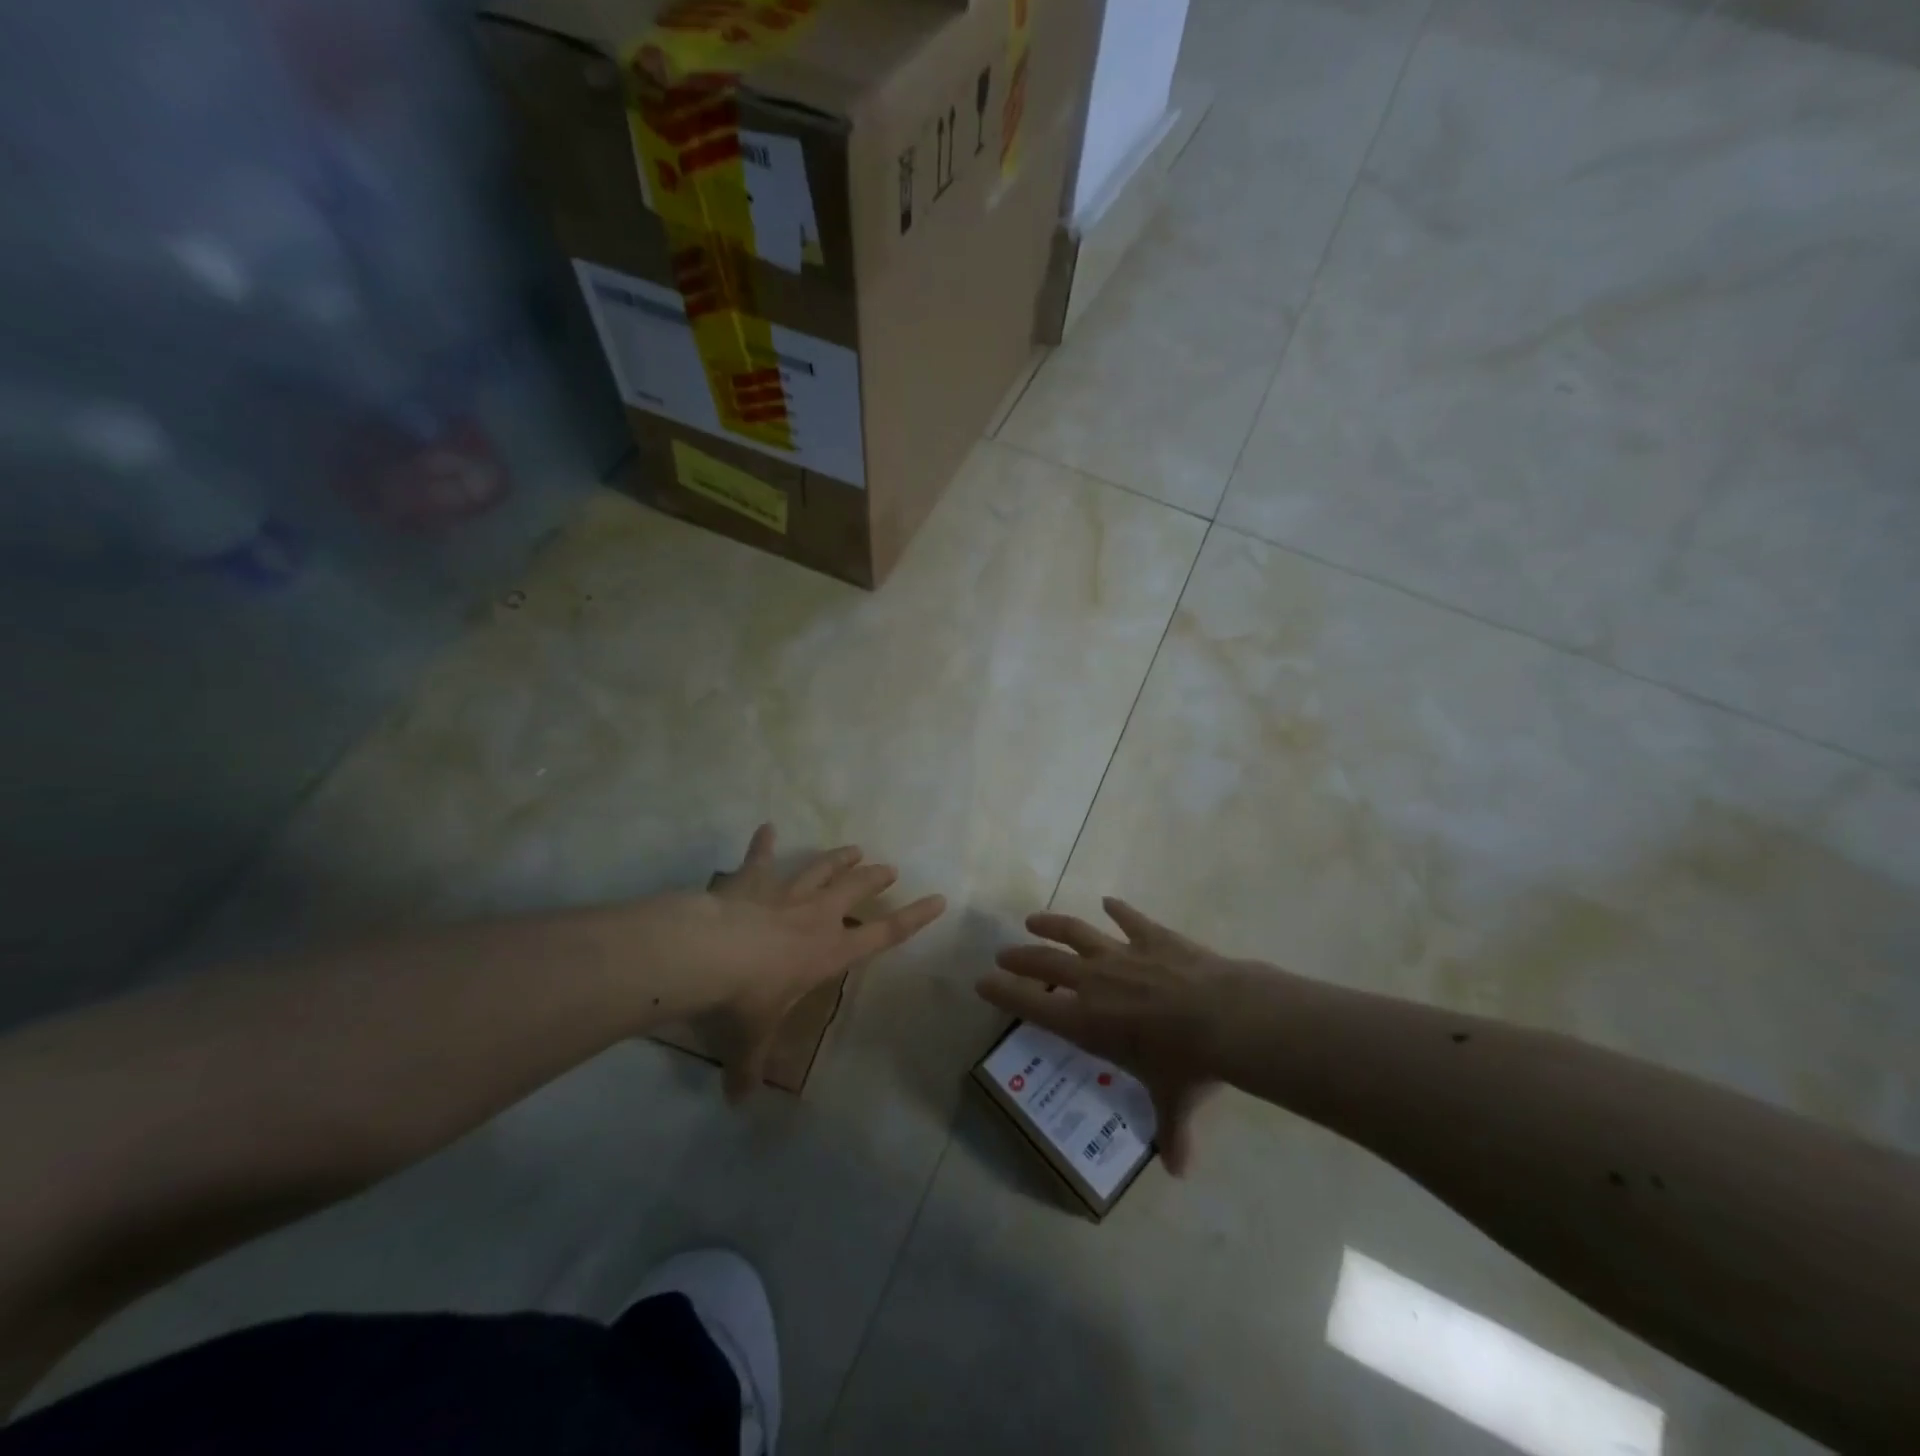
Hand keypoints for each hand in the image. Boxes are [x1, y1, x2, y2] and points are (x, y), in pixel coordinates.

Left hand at [692, 824, 944, 1099]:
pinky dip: (763, 843)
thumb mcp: (748, 1042)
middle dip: (875, 878)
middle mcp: (815, 917)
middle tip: (890, 869)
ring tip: (855, 848)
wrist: (706, 956)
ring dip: (838, 858)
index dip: (914, 918)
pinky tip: (766, 826)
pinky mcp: (751, 881)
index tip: (938, 899)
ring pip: (820, 869)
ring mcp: (784, 894)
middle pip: (855, 889)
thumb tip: (737, 1103)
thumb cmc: (743, 1001)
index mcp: (829, 953)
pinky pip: (760, 858)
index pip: (884, 934)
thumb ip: (748, 1069)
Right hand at [977, 899, 1244, 1174]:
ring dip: (1052, 925)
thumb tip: (1180, 1171)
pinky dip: (1118, 910)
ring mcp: (1122, 954)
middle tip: (1002, 953)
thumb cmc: (1188, 1064)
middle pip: (1046, 963)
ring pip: (1075, 932)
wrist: (1224, 1017)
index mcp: (1087, 1022)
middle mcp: (1094, 982)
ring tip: (1033, 920)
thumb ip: (1171, 1132)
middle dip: (1020, 958)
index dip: (1003, 993)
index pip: (1031, 1005)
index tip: (981, 982)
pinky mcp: (1151, 936)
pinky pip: (1128, 918)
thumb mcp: (1174, 1101)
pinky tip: (1109, 902)